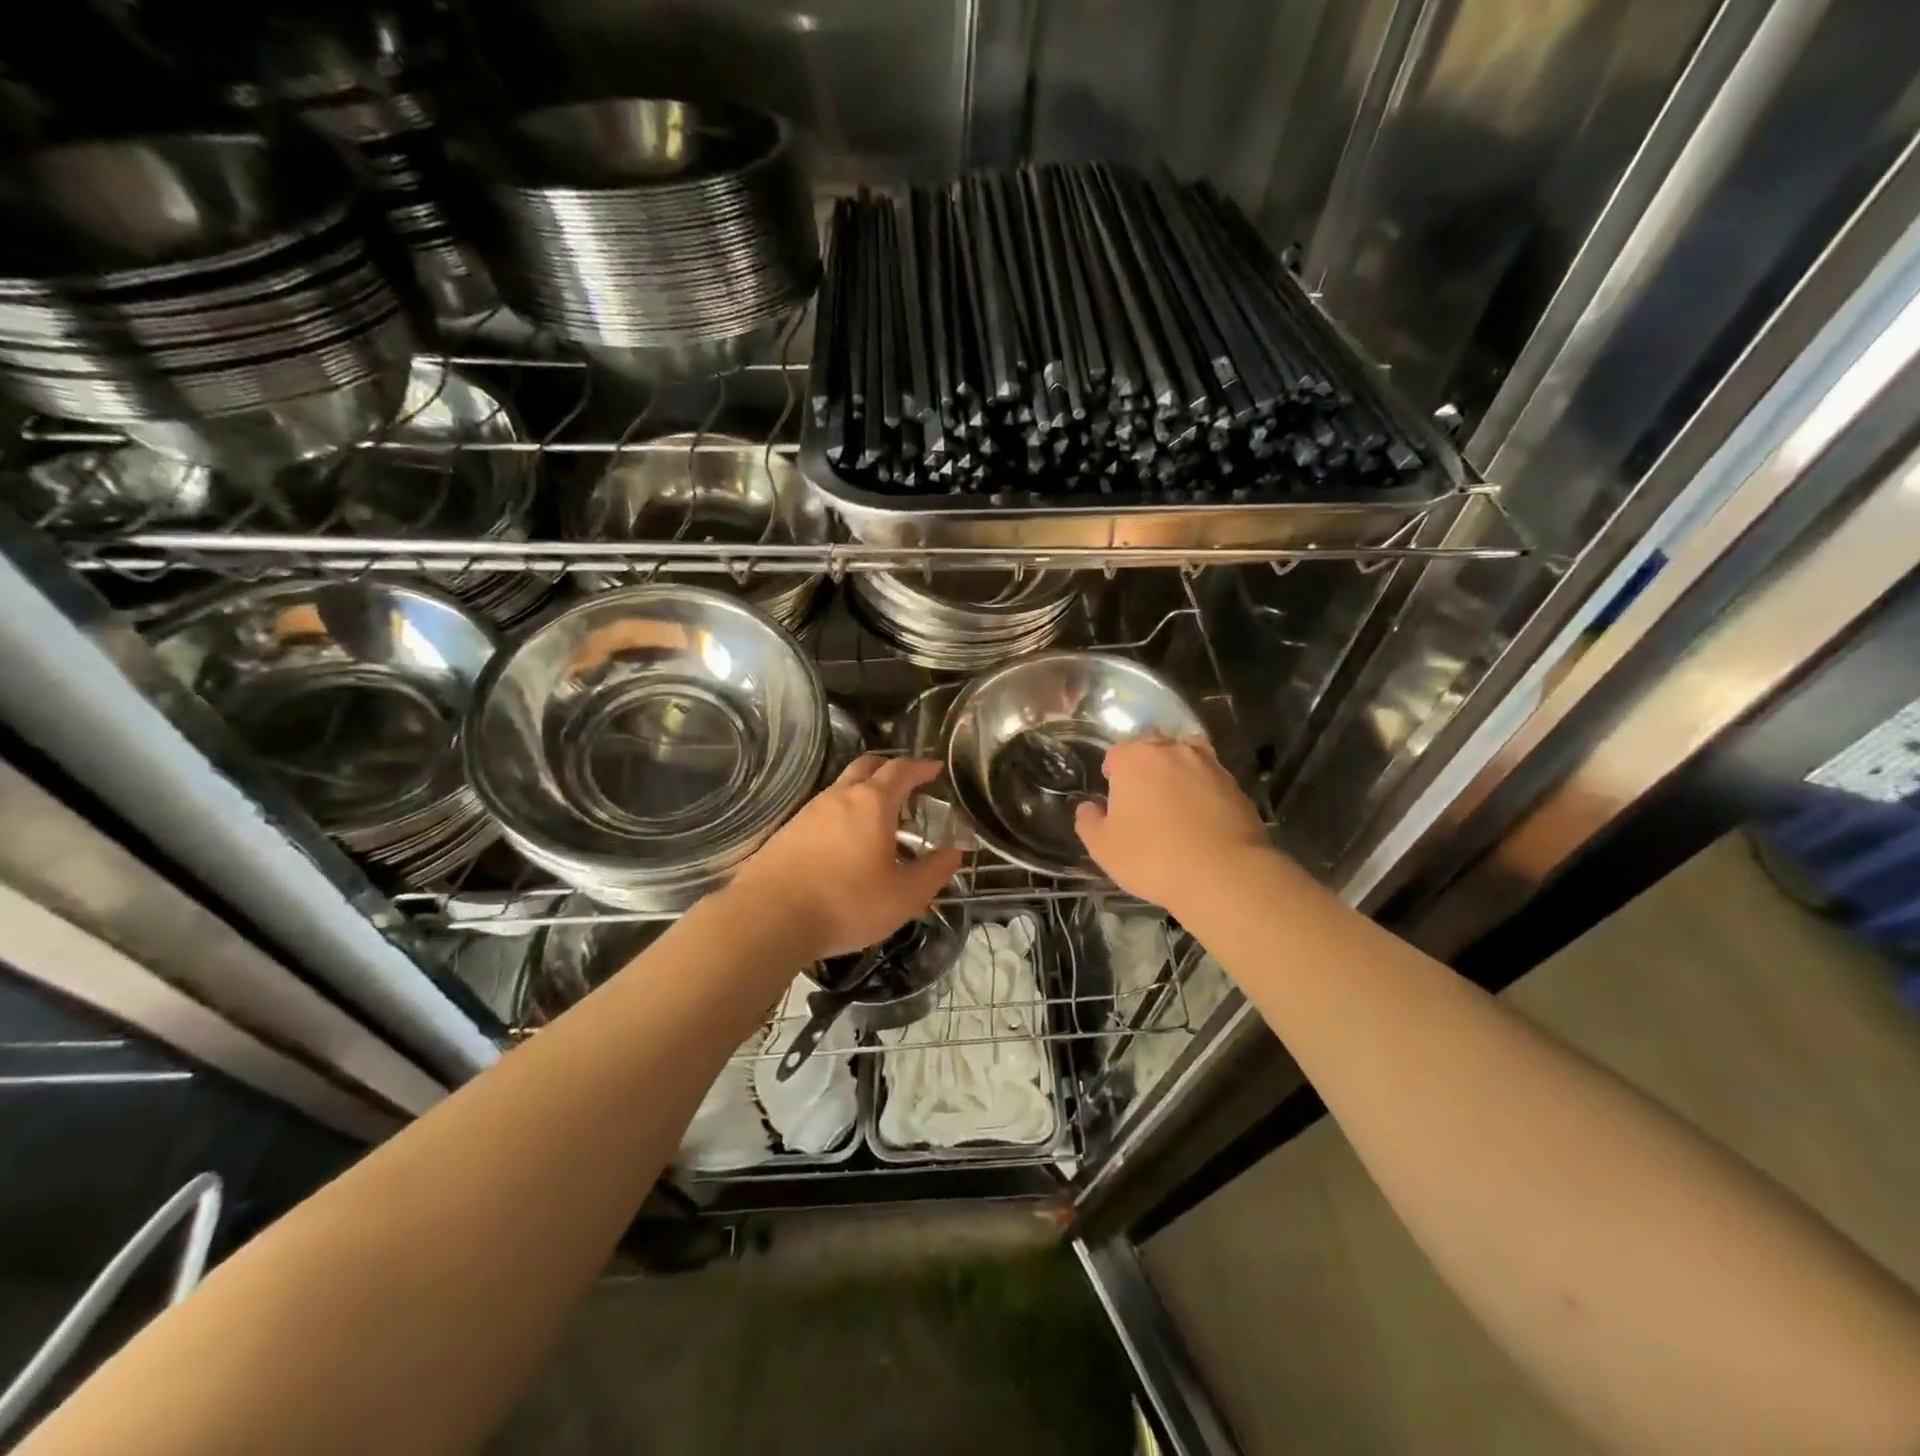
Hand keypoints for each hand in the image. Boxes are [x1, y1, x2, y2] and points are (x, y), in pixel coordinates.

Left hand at [731, 756, 963, 960]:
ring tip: (879, 819)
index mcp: (872, 803)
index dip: (922, 767)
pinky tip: (845, 843)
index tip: (936, 769)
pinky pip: (823, 810)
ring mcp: (809, 811)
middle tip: (907, 786)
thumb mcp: (904, 896)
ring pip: (842, 787)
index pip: (902, 770)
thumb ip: (935, 870)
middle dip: (890, 769)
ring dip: (864, 792)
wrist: (769, 918)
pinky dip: (842, 813)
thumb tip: (956, 849)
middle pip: (867, 766)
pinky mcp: (787, 831)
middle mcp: (839, 796)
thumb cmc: (846, 904)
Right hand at [1075, 737, 1272, 914]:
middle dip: (1145, 769)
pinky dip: (1203, 792)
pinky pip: (1210, 781)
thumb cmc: (1152, 857)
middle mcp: (1172, 751)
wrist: (1223, 874)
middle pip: (1152, 750)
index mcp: (1134, 759)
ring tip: (1175, 806)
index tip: (1115, 801)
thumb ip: (1088, 822)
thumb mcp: (1103, 848)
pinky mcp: (1236, 785)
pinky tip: (1202, 820)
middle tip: (1143, 804)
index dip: (1113, 775)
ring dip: (1177, 775)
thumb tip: (1089, 807)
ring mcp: (1208, 765)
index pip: (1116, 754)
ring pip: (1185, 759)